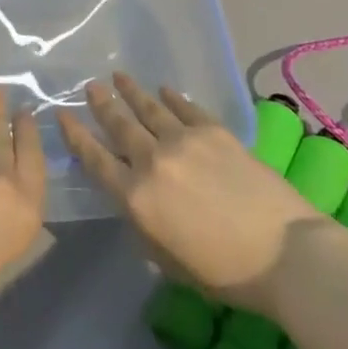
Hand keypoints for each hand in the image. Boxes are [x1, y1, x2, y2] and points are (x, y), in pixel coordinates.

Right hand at [58, 73, 318, 316]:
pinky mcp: (214, 132)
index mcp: (136, 198)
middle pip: (119, 126)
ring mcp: (184, 141)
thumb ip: (144, 227)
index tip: (62, 116)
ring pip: (148, 109)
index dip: (76, 137)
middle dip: (101, 105)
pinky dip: (172, 97)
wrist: (285, 253)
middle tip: (90, 86)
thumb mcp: (169, 262)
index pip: (95, 160)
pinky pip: (185, 108)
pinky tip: (164, 89)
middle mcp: (153, 161)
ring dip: (131, 92)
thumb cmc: (225, 273)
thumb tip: (135, 202)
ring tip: (118, 76)